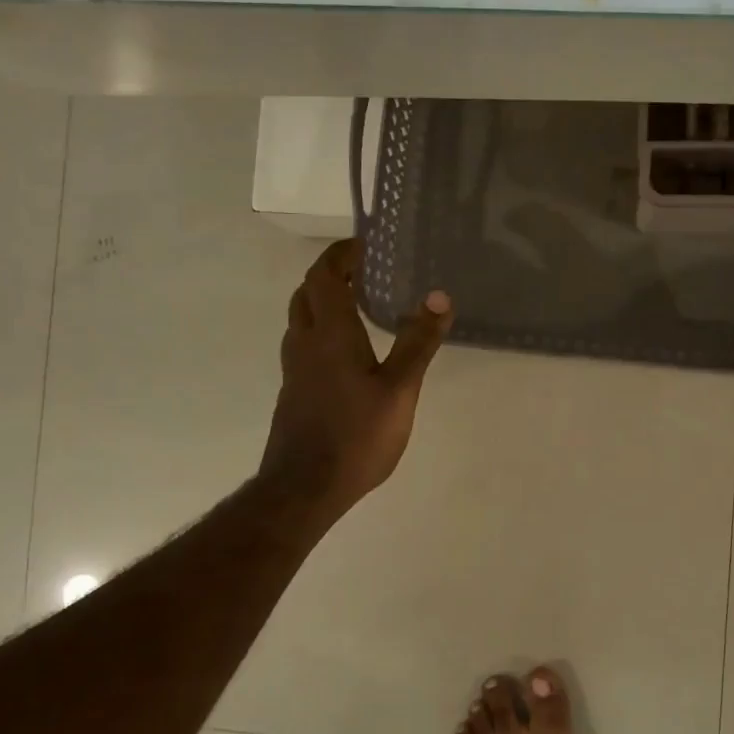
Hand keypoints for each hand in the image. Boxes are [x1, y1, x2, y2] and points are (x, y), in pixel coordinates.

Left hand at [259, 239, 453, 517]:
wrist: (305, 488)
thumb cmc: (356, 435)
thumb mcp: (399, 389)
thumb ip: (417, 342)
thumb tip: (439, 296)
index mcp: (330, 334)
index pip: (323, 275)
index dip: (340, 255)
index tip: (365, 246)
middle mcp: (305, 343)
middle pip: (306, 293)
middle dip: (331, 275)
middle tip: (365, 273)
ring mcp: (295, 370)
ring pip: (301, 320)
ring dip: (324, 302)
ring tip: (360, 306)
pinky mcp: (294, 392)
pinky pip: (304, 345)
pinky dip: (323, 331)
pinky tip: (350, 353)